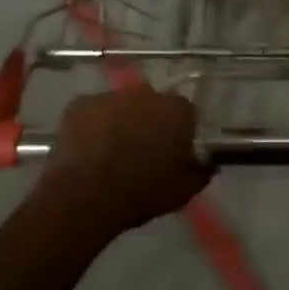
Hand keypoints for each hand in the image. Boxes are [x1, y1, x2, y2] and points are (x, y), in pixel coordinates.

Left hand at [37, 86, 210, 236]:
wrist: (85, 196)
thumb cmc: (140, 193)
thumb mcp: (182, 192)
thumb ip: (200, 172)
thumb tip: (206, 164)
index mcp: (177, 110)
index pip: (186, 114)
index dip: (179, 133)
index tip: (172, 154)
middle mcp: (147, 93)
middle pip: (153, 105)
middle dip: (149, 123)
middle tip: (141, 153)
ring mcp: (112, 95)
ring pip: (122, 106)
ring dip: (121, 122)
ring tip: (110, 153)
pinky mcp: (81, 102)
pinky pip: (93, 112)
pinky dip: (93, 126)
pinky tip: (88, 150)